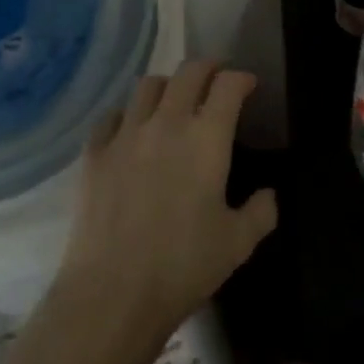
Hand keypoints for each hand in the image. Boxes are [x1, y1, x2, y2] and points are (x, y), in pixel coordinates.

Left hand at [55, 60, 277, 339]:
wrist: (112, 294)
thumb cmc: (183, 266)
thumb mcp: (238, 244)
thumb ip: (261, 211)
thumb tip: (269, 193)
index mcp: (207, 137)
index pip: (228, 85)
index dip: (241, 78)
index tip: (248, 85)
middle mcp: (167, 123)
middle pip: (188, 72)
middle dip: (207, 68)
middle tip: (215, 80)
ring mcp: (126, 134)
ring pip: (148, 85)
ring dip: (168, 86)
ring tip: (173, 101)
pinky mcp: (94, 153)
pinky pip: (112, 116)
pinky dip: (128, 115)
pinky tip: (132, 132)